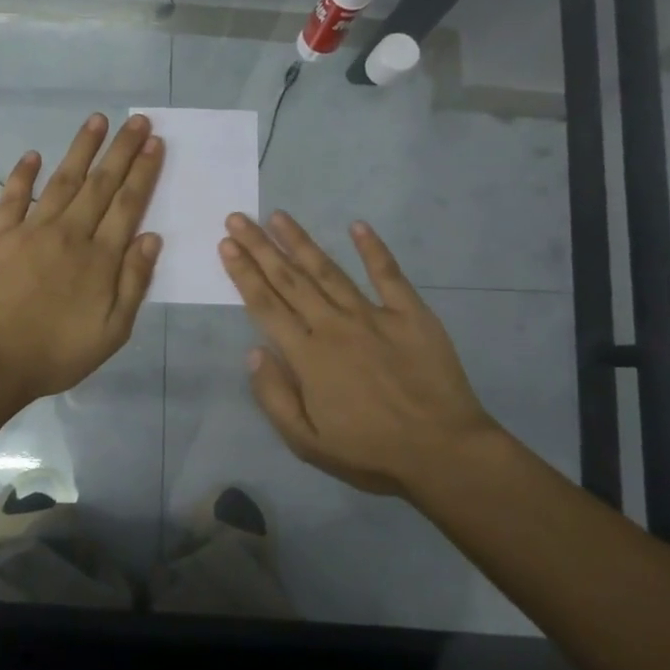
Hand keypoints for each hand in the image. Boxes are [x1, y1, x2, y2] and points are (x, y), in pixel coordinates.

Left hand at [0, 113, 163, 402]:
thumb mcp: (113, 330)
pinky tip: (34, 154)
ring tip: (97, 120)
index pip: (128, 204)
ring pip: (62, 180)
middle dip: (121, 150)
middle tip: (137, 120)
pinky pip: (12, 196)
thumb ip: (133, 282)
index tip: (154, 143)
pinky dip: (23, 174)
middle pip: (101, 184)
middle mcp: (70, 233)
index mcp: (100, 258)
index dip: (143, 171)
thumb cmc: (59, 352)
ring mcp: (31, 230)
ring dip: (81, 149)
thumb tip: (151, 237)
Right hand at [218, 211, 503, 496]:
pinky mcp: (411, 314)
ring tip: (278, 216)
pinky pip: (388, 274)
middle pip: (289, 280)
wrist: (444, 453)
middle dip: (260, 247)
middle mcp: (334, 326)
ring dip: (300, 242)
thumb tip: (253, 352)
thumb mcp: (307, 443)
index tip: (226, 245)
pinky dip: (373, 249)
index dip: (243, 274)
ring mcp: (373, 315)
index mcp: (308, 356)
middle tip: (238, 218)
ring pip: (328, 271)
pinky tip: (357, 226)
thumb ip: (275, 397)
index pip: (266, 306)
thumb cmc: (371, 453)